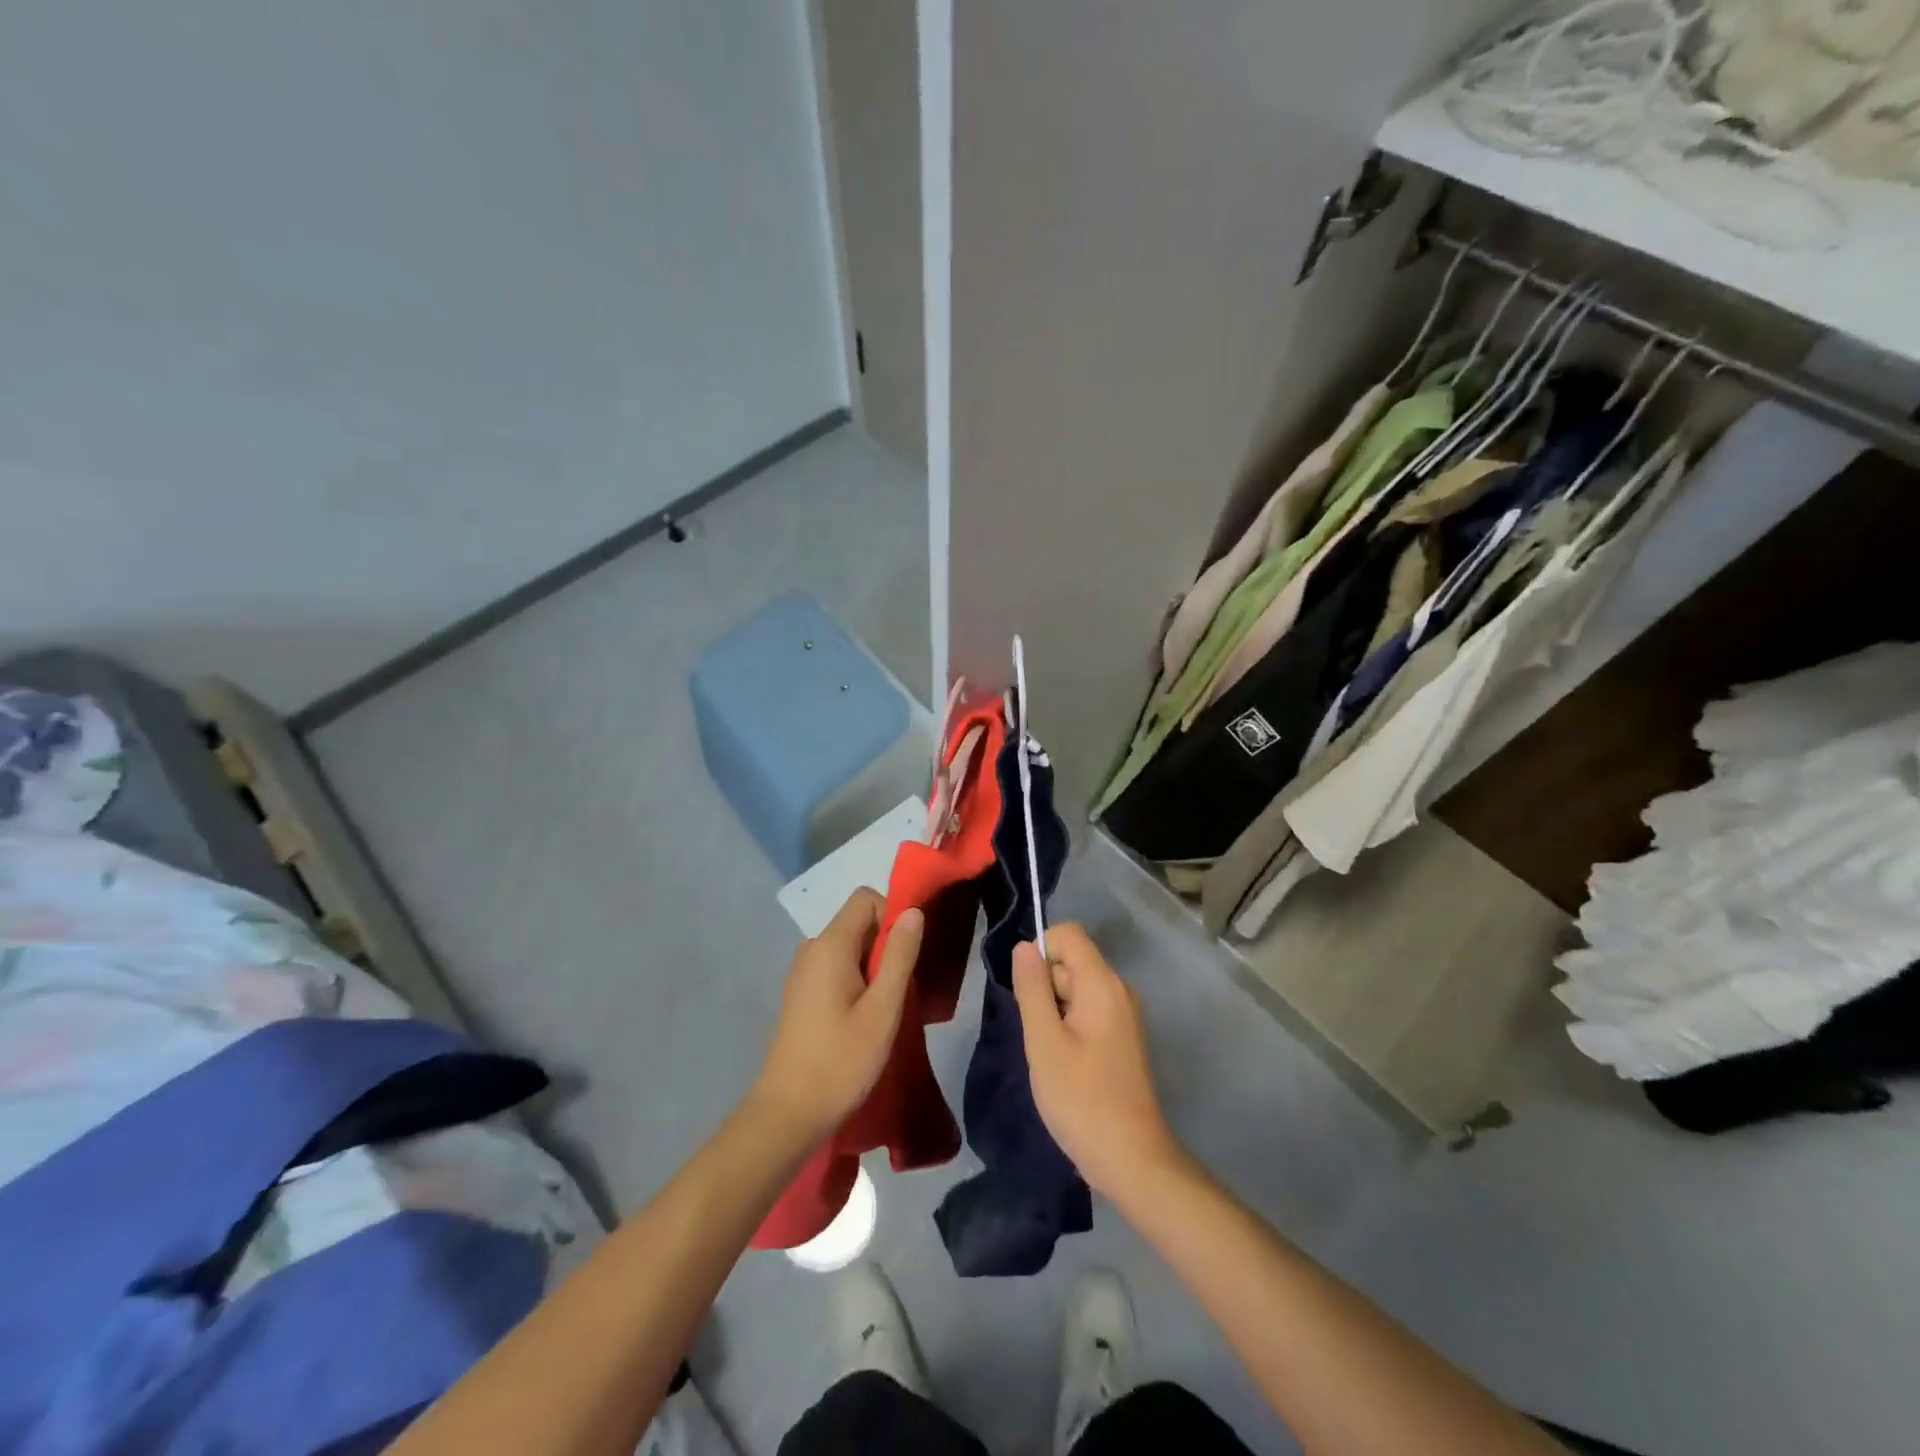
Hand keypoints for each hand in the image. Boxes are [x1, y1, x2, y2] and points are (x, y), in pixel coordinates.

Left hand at [750, 889, 922, 1144]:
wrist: (788, 1113)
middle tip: (902, 988)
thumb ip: (900, 956)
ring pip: (850, 946)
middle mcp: (812, 948)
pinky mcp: (801, 993)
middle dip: (886, 944)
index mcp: (830, 945)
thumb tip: (913, 910)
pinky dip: (857, 979)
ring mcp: (803, 971)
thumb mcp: (883, 1009)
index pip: (866, 899)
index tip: (908, 954)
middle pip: (858, 922)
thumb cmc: (841, 1061)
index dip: (892, 915)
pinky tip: (864, 1018)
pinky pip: (837, 967)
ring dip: (874, 965)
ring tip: (886, 1007)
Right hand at [1012, 923, 1181, 1197]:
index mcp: (1102, 984)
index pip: (1068, 934)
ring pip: (1076, 988)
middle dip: (1045, 987)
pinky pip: (1087, 1010)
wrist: (1131, 1159)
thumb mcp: (1044, 1042)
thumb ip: (1032, 989)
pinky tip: (1064, 1063)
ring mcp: (1123, 1014)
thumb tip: (1024, 946)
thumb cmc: (1081, 1100)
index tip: (1027, 994)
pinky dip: (1068, 1026)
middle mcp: (1118, 989)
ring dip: (1054, 1010)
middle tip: (1039, 1035)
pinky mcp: (1122, 1037)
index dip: (1041, 952)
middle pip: (1071, 961)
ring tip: (1050, 1054)